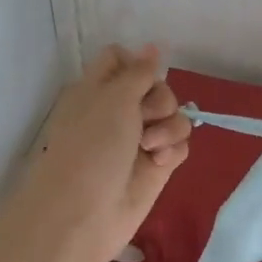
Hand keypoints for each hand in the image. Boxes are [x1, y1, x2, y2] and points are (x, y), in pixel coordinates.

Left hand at [20, 44, 190, 261]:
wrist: (83, 214)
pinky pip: (179, 145)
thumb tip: (152, 47)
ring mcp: (138, 141)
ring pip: (173, 116)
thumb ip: (139, 72)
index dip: (137, 64)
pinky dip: (172, 150)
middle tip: (145, 117)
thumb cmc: (91, 147)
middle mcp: (119, 112)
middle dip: (160, 99)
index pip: (122, 60)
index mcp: (98, 89)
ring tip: (151, 148)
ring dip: (169, 127)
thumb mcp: (113, 99)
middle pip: (157, 87)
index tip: (144, 77)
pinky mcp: (155, 167)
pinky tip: (158, 163)